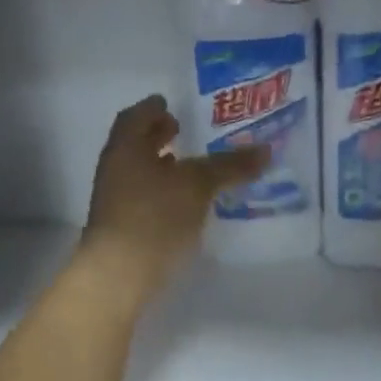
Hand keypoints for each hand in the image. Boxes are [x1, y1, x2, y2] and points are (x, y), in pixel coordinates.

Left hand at [76, 96, 268, 306]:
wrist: (119, 274)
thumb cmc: (155, 217)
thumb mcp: (197, 186)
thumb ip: (229, 167)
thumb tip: (266, 150)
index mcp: (125, 147)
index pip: (136, 117)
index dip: (153, 109)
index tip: (168, 106)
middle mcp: (115, 171)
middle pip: (135, 147)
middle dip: (157, 139)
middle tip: (181, 134)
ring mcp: (115, 204)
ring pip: (139, 177)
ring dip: (160, 170)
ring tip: (187, 172)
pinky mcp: (122, 233)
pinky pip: (143, 203)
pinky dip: (161, 197)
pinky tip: (182, 209)